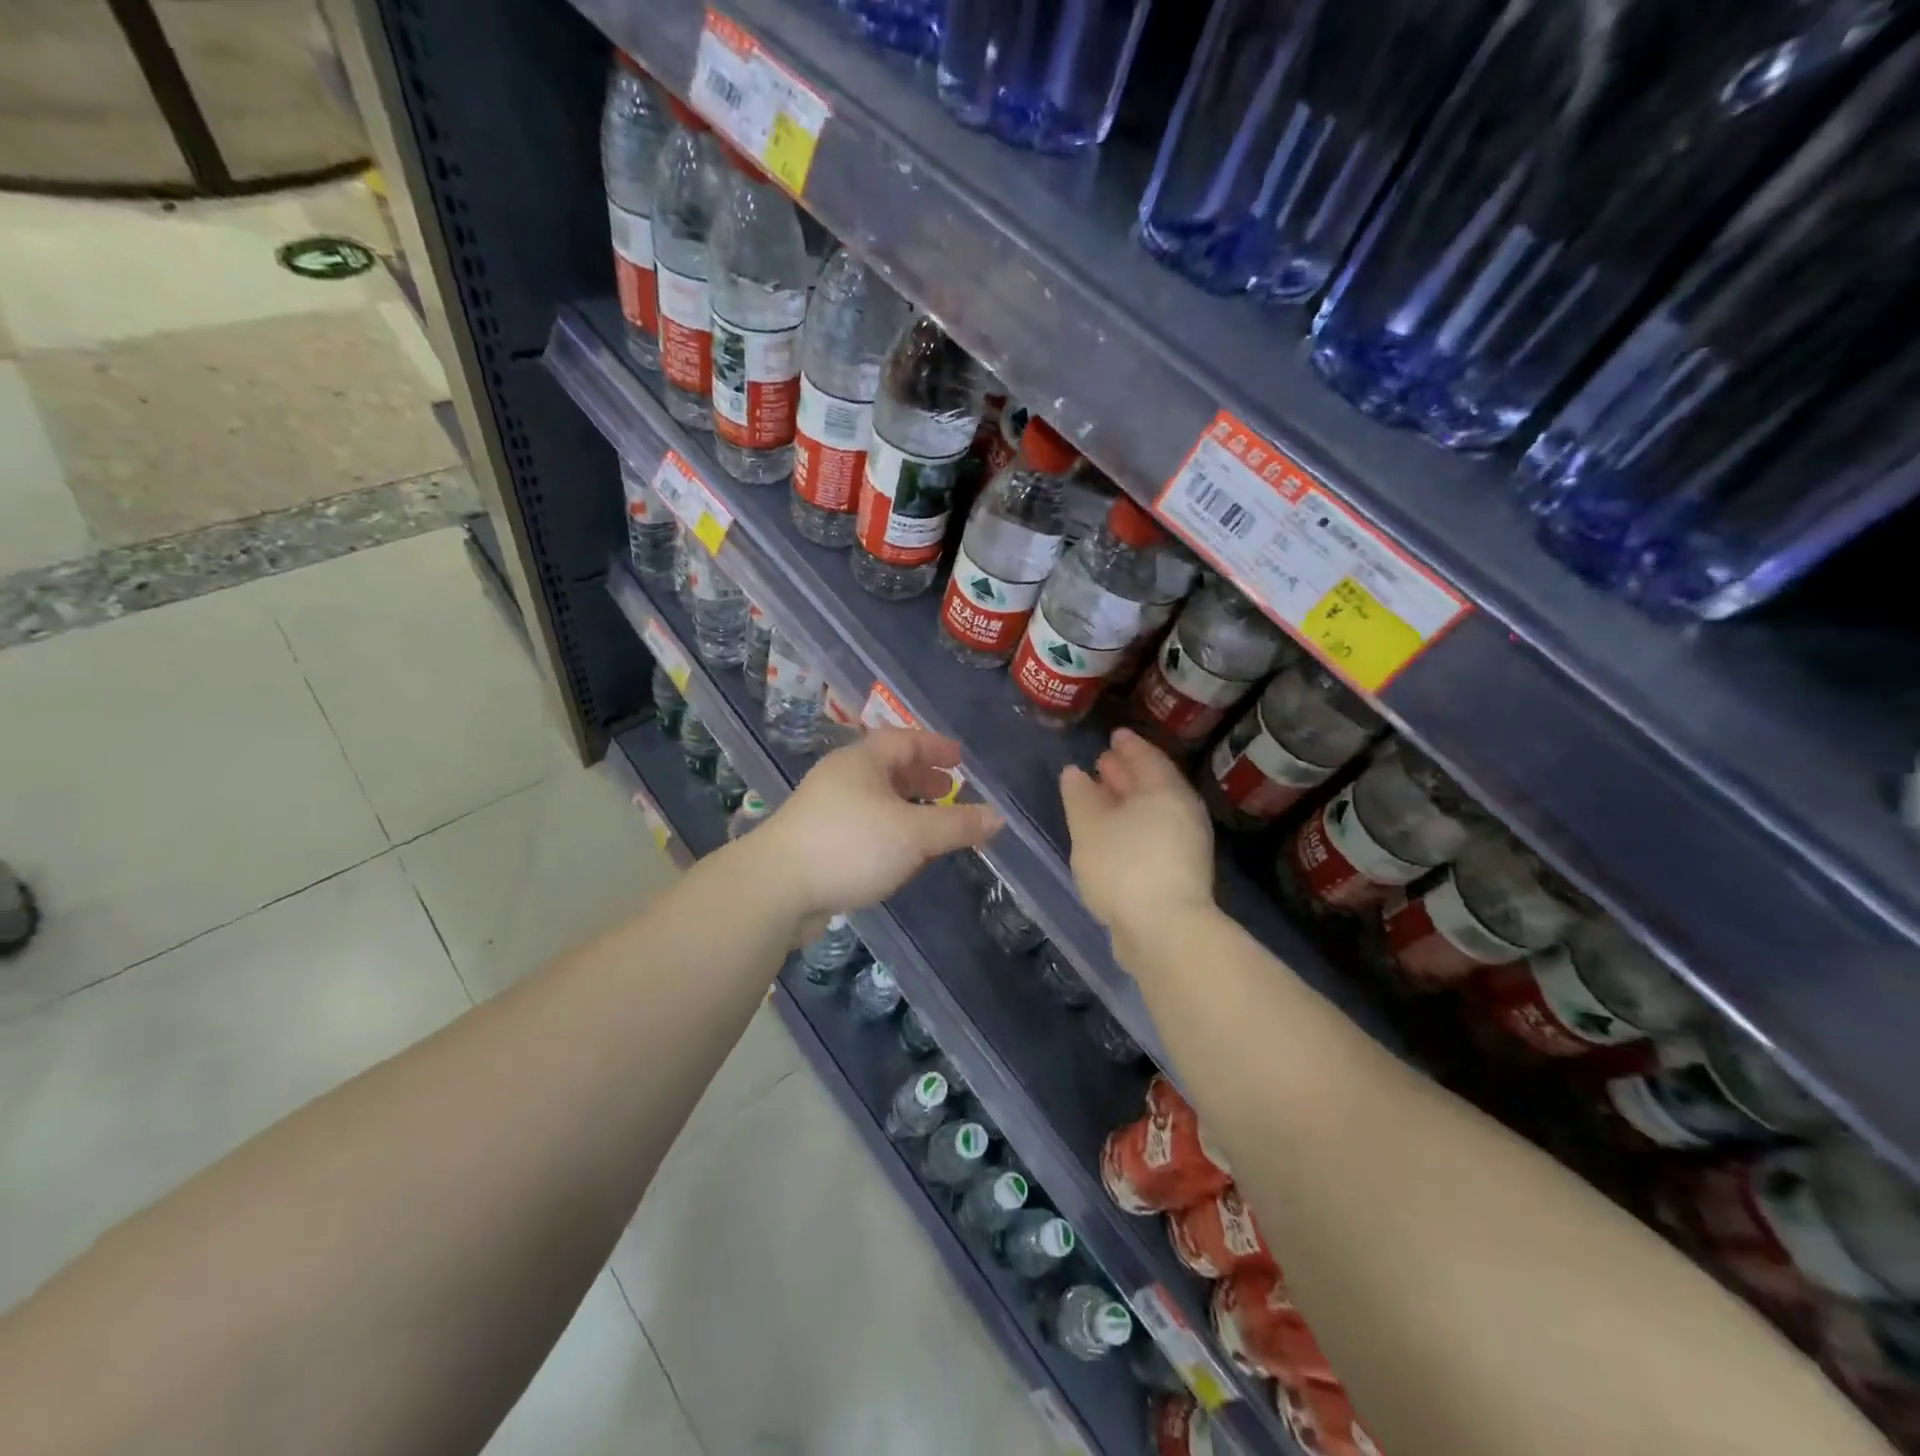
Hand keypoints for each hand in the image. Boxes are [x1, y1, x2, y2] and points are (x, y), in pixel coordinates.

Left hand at [756, 728, 1002, 921]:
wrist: (776, 888)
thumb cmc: (851, 845)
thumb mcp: (914, 834)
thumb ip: (958, 825)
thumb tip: (998, 817)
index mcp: (862, 761)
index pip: (904, 740)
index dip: (935, 746)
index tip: (960, 759)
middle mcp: (841, 777)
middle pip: (888, 768)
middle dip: (922, 777)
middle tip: (950, 790)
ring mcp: (824, 809)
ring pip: (875, 799)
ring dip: (906, 807)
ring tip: (931, 823)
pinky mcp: (816, 841)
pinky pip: (863, 825)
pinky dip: (888, 830)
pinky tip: (901, 854)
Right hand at [1059, 728, 1213, 936]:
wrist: (1164, 930)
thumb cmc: (1123, 866)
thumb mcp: (1089, 826)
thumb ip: (1079, 795)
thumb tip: (1074, 772)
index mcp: (1165, 791)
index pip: (1147, 757)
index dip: (1128, 745)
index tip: (1113, 735)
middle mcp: (1182, 812)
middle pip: (1153, 784)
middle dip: (1127, 772)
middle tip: (1103, 761)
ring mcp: (1185, 844)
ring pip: (1152, 811)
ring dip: (1127, 801)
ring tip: (1101, 797)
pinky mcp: (1180, 872)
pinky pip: (1153, 833)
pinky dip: (1132, 825)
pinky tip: (1111, 835)